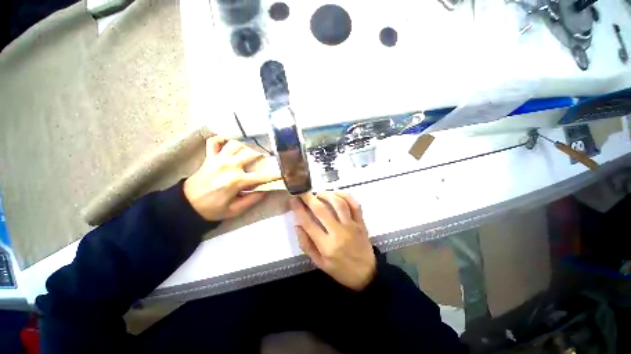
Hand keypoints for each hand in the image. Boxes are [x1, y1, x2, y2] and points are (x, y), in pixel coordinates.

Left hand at [184, 136, 279, 220]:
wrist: (186, 205)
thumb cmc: (211, 209)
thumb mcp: (234, 210)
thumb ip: (252, 200)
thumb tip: (266, 191)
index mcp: (236, 181)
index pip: (261, 176)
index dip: (274, 175)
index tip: (283, 173)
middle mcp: (229, 166)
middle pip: (251, 154)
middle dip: (262, 155)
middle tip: (268, 158)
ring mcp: (218, 159)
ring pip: (235, 144)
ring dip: (245, 146)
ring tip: (250, 151)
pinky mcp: (209, 157)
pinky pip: (213, 142)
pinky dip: (221, 139)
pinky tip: (228, 140)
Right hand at [290, 192, 375, 290]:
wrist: (366, 275)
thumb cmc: (340, 270)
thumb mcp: (319, 263)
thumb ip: (306, 245)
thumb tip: (297, 225)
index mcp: (326, 246)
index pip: (308, 223)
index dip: (299, 209)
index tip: (293, 199)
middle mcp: (339, 233)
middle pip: (321, 210)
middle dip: (309, 198)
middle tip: (303, 191)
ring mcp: (352, 226)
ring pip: (339, 204)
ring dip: (327, 195)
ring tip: (319, 193)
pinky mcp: (361, 222)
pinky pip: (355, 205)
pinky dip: (346, 195)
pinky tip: (337, 193)